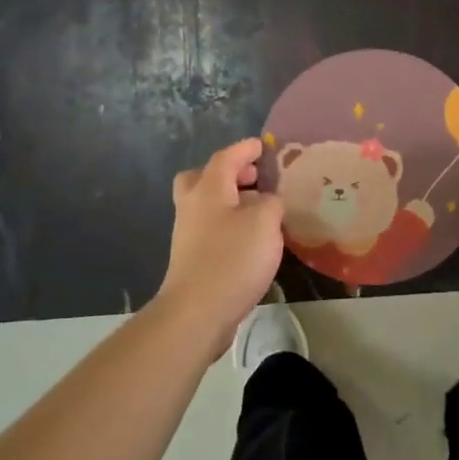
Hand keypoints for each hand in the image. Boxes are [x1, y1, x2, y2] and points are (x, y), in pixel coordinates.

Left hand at [158, 138, 285, 351]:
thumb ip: (270, 202)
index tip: (263, 146)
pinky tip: (250, 239)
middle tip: (253, 179)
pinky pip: (210, 228)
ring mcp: (188, 233)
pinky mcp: (191, 258)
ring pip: (205, 204)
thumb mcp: (265, 222)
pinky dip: (228, 224)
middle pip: (202, 178)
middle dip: (227, 174)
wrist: (197, 312)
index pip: (226, 157)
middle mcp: (192, 206)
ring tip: (259, 210)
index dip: (245, 149)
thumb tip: (266, 201)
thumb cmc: (232, 259)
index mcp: (208, 189)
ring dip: (229, 200)